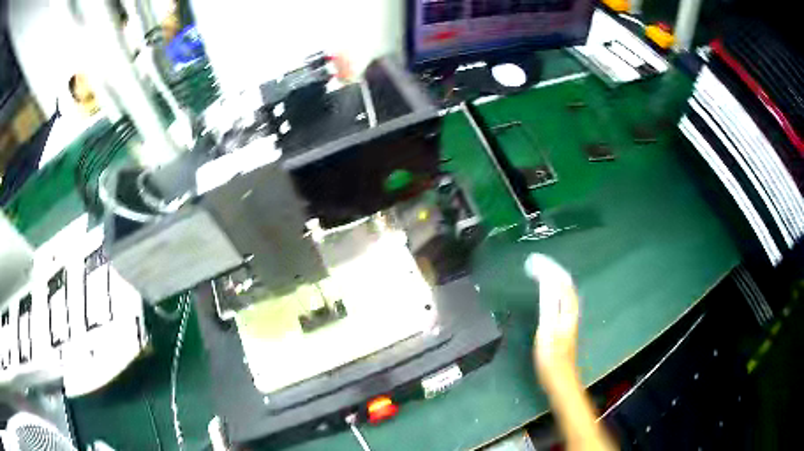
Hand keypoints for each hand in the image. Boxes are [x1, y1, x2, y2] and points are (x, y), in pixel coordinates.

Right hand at [525, 254, 580, 392]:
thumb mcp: (547, 330)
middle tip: (536, 262)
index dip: (550, 269)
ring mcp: (569, 319)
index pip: (562, 283)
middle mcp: (571, 311)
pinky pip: (560, 299)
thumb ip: (548, 305)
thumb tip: (547, 280)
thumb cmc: (551, 357)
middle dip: (553, 270)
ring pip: (564, 292)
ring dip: (553, 279)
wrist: (560, 378)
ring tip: (540, 271)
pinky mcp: (564, 326)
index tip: (534, 260)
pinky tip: (547, 292)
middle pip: (566, 285)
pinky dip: (553, 289)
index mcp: (568, 310)